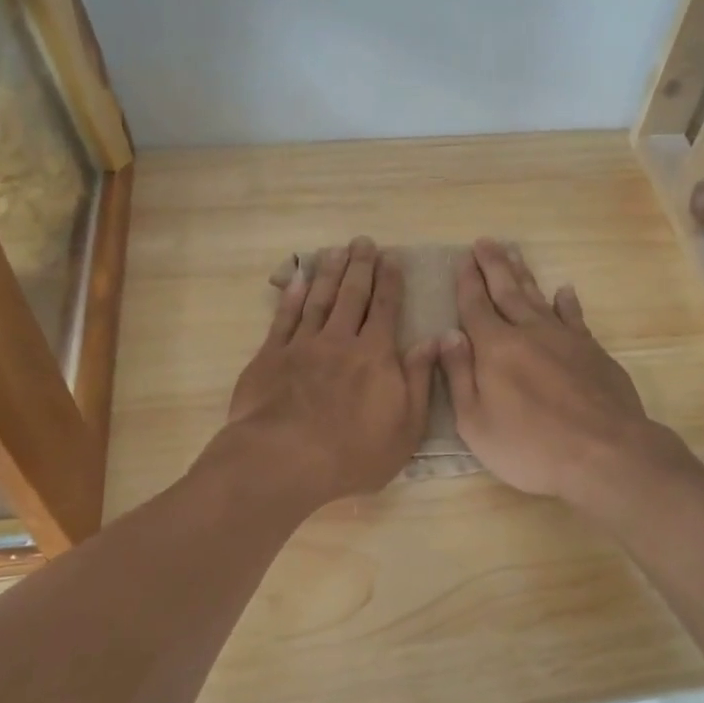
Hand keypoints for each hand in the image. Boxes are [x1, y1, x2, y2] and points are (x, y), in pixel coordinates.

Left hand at [224, 237, 437, 507]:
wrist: (284, 460)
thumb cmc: (354, 453)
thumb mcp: (406, 426)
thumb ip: (420, 380)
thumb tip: (433, 341)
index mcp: (375, 355)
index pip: (385, 308)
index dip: (389, 281)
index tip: (391, 257)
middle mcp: (339, 340)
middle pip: (351, 295)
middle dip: (360, 266)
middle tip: (363, 242)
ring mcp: (302, 346)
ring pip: (318, 299)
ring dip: (328, 273)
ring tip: (335, 251)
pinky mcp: (270, 357)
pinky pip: (284, 318)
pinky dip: (292, 297)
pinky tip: (298, 281)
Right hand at [440, 239, 687, 504]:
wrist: (604, 453)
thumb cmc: (530, 446)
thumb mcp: (475, 422)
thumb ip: (459, 376)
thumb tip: (447, 335)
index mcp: (495, 349)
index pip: (475, 306)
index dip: (467, 282)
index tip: (463, 259)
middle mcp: (529, 333)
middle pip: (507, 291)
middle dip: (493, 266)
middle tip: (484, 242)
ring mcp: (565, 339)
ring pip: (539, 297)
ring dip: (523, 275)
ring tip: (513, 253)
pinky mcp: (593, 351)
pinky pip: (574, 317)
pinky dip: (567, 302)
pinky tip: (564, 290)